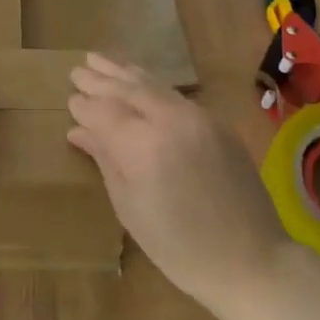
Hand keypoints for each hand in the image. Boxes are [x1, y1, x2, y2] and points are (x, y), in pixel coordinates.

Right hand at [67, 53, 287, 314]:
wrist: (250, 259)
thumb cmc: (178, 247)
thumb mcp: (130, 207)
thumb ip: (105, 160)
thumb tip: (78, 131)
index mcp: (143, 146)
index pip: (104, 112)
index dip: (84, 106)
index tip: (69, 100)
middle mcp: (170, 120)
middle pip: (128, 89)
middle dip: (100, 79)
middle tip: (77, 69)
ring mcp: (198, 116)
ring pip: (153, 85)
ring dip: (124, 72)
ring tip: (100, 60)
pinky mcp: (216, 122)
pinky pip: (175, 95)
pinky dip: (150, 85)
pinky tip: (138, 80)